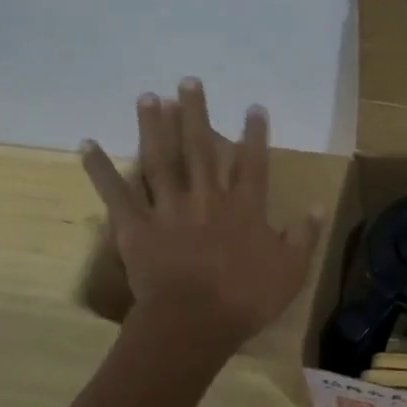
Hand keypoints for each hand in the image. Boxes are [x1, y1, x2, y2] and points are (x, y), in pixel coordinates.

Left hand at [80, 79, 322, 349]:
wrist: (193, 325)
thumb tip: (318, 205)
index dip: (254, 133)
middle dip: (196, 112)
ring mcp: (168, 209)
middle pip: (201, 147)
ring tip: (149, 97)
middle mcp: (206, 197)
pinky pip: (116, 193)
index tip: (253, 106)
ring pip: (160, 160)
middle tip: (188, 81)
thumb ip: (305, 235)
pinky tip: (88, 144)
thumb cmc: (246, 299)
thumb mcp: (291, 270)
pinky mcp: (136, 227)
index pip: (252, 161)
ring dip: (154, 126)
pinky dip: (101, 169)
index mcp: (244, 207)